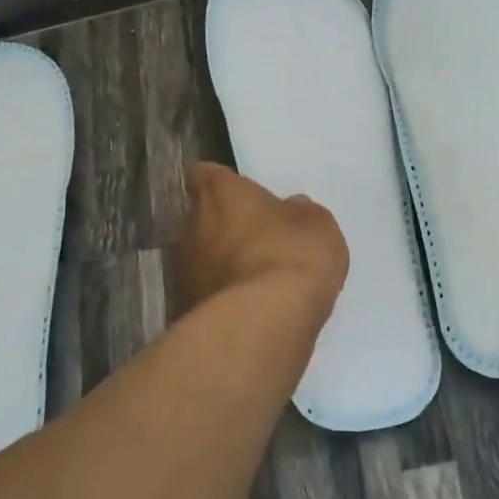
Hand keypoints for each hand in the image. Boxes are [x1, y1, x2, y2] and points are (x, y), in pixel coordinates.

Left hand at [175, 163, 348, 319]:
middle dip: (223, 229)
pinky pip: (205, 296)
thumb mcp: (316, 225)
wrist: (264, 323)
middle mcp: (191, 226)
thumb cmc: (291, 255)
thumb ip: (299, 213)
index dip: (221, 184)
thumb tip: (292, 209)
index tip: (239, 195)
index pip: (204, 175)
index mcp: (219, 194)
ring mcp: (183, 272)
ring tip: (254, 282)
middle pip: (201, 219)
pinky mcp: (184, 311)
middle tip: (256, 241)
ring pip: (200, 260)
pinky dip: (221, 300)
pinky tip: (249, 311)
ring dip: (220, 266)